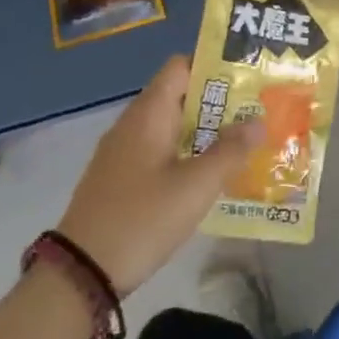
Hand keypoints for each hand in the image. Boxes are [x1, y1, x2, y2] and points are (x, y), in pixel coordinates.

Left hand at [56, 55, 264, 296]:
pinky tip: (208, 175)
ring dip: (204, 131)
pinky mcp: (120, 178)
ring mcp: (122, 152)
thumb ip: (229, 151)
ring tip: (242, 143)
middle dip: (218, 103)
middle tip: (256, 113)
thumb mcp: (195, 187)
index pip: (181, 66)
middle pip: (179, 96)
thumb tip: (257, 122)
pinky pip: (159, 151)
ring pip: (170, 127)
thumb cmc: (142, 218)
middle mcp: (133, 123)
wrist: (81, 271)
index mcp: (149, 114)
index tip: (248, 78)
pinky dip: (185, 154)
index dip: (213, 66)